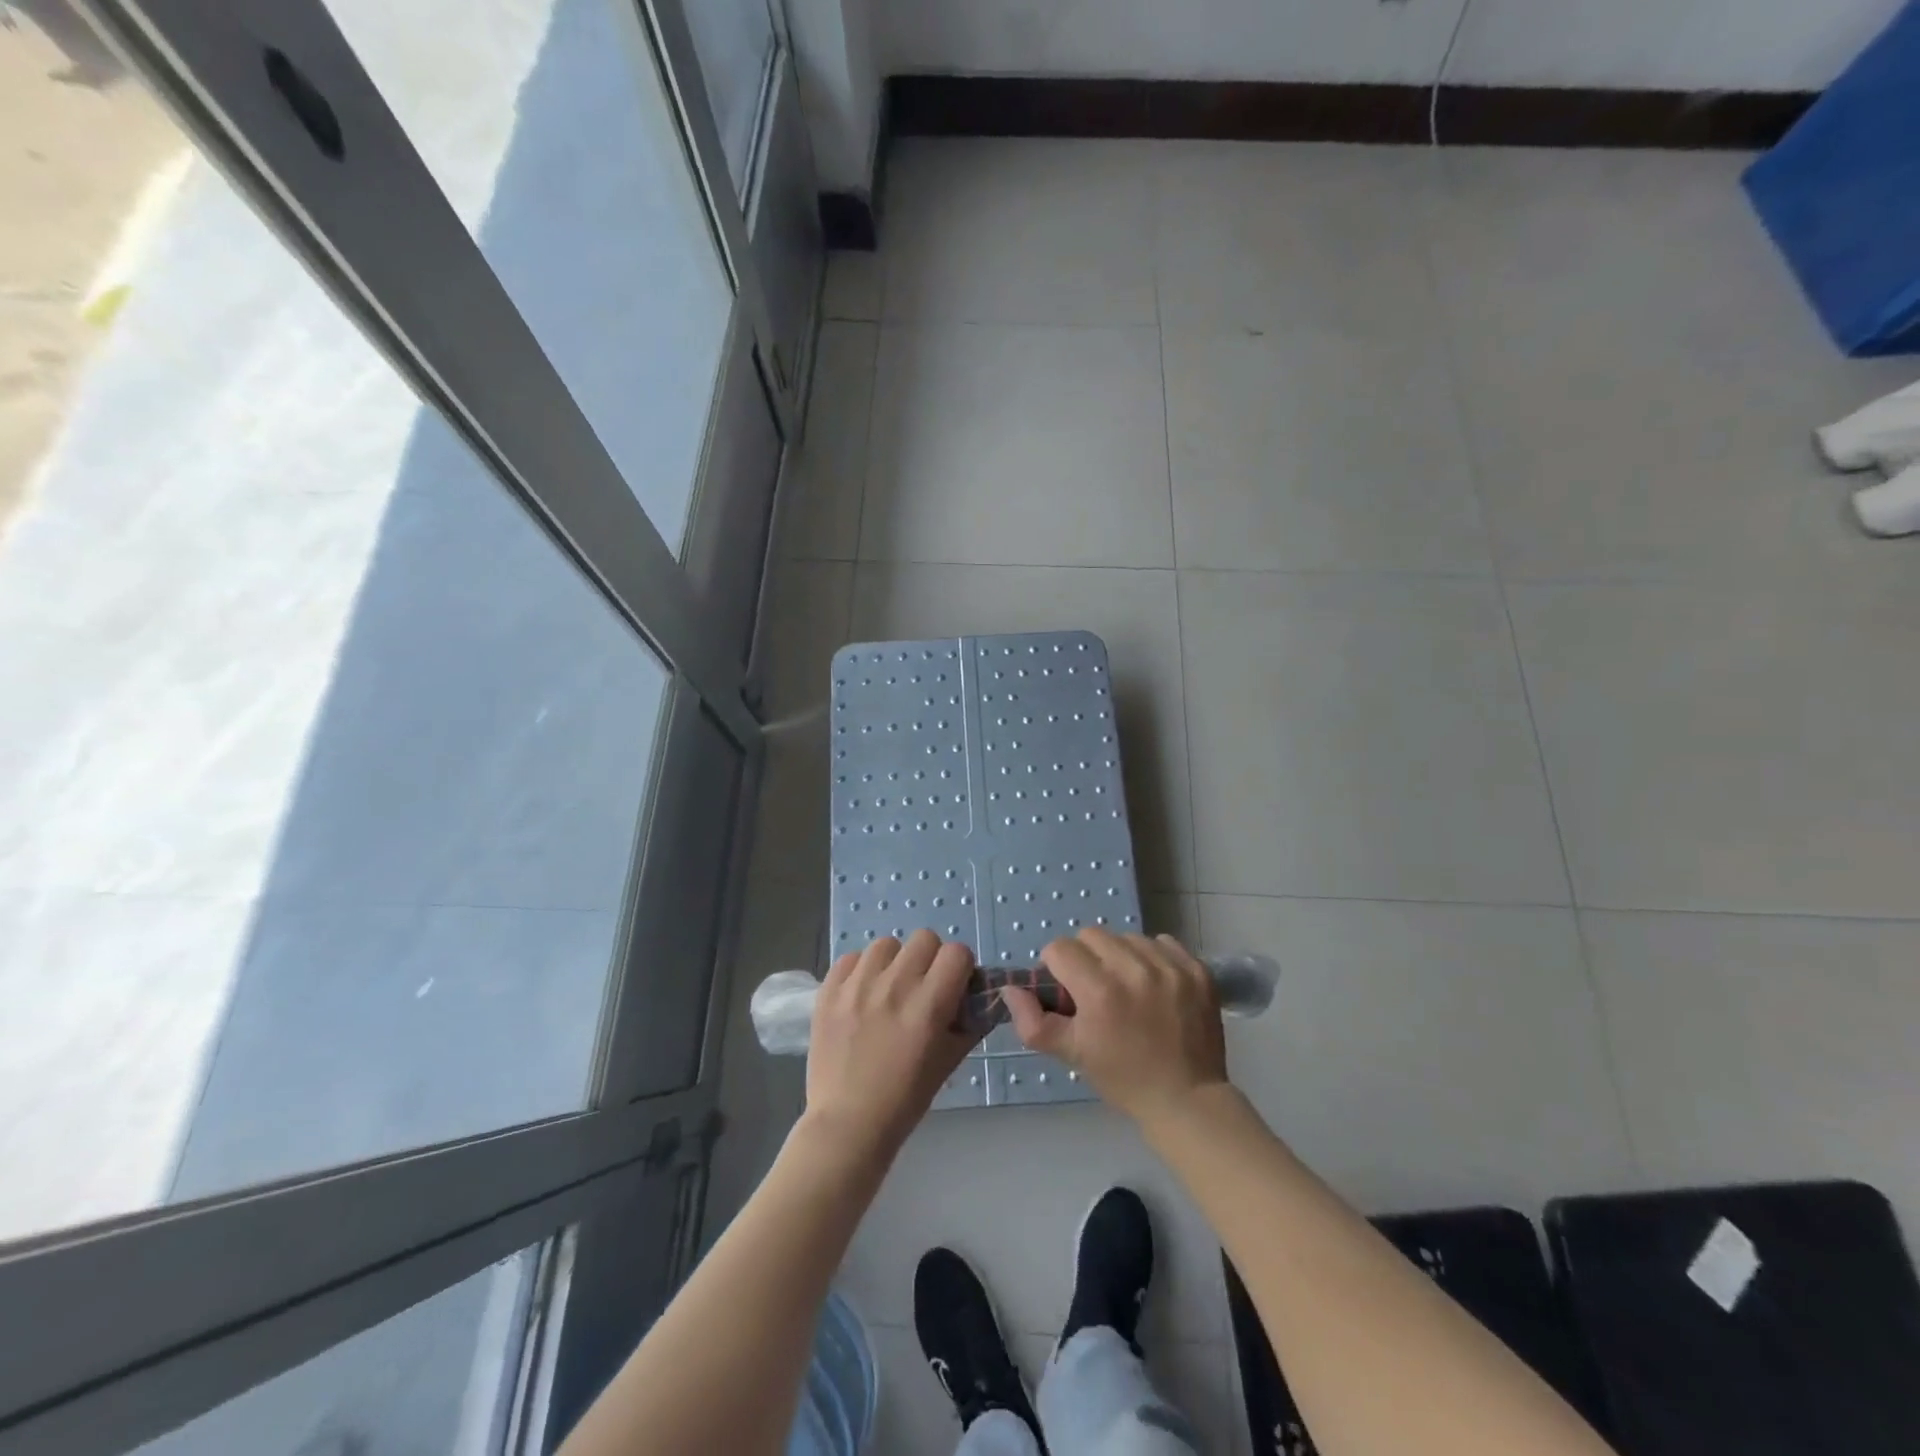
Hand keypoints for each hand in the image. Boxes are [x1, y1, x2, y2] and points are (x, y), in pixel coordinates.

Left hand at [803, 930, 980, 1158]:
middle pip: (924, 938)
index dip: (960, 967)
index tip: (953, 984)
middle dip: (930, 958)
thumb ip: (969, 1023)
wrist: (848, 1123)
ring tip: (888, 988)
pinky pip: (851, 958)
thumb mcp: (949, 1061)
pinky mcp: (828, 990)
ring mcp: (858, 985)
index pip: (957, 953)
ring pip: (886, 944)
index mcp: (929, 1005)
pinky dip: (860, 970)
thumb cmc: (906, 1099)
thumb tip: (980, 996)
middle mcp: (895, 986)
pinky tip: (860, 994)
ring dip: (894, 961)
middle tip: (922, 985)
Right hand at [1002, 928, 1227, 1126]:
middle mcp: (1134, 969)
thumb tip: (1010, 989)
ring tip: (1128, 988)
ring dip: (1120, 956)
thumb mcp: (1071, 1054)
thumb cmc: (1123, 1078)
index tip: (1069, 992)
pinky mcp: (1196, 969)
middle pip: (1092, 935)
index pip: (1060, 948)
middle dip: (1086, 958)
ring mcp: (1169, 966)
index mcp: (1100, 990)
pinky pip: (1162, 942)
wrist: (1187, 1099)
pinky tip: (1155, 986)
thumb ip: (1032, 1022)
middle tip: (1096, 989)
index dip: (1057, 969)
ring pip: (1127, 937)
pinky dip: (1153, 958)